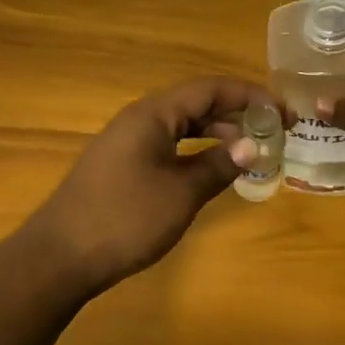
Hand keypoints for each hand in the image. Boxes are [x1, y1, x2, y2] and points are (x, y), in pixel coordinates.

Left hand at [25, 78, 277, 292]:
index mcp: (153, 114)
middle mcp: (139, 119)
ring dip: (216, 135)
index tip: (283, 112)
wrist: (60, 256)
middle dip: (236, 115)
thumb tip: (253, 146)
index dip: (250, 96)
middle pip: (196, 104)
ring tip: (251, 153)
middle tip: (274, 133)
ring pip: (181, 127)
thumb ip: (218, 166)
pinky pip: (167, 146)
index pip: (210, 89)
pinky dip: (194, 152)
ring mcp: (127, 143)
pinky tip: (211, 171)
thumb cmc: (125, 218)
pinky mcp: (121, 166)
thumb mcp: (181, 193)